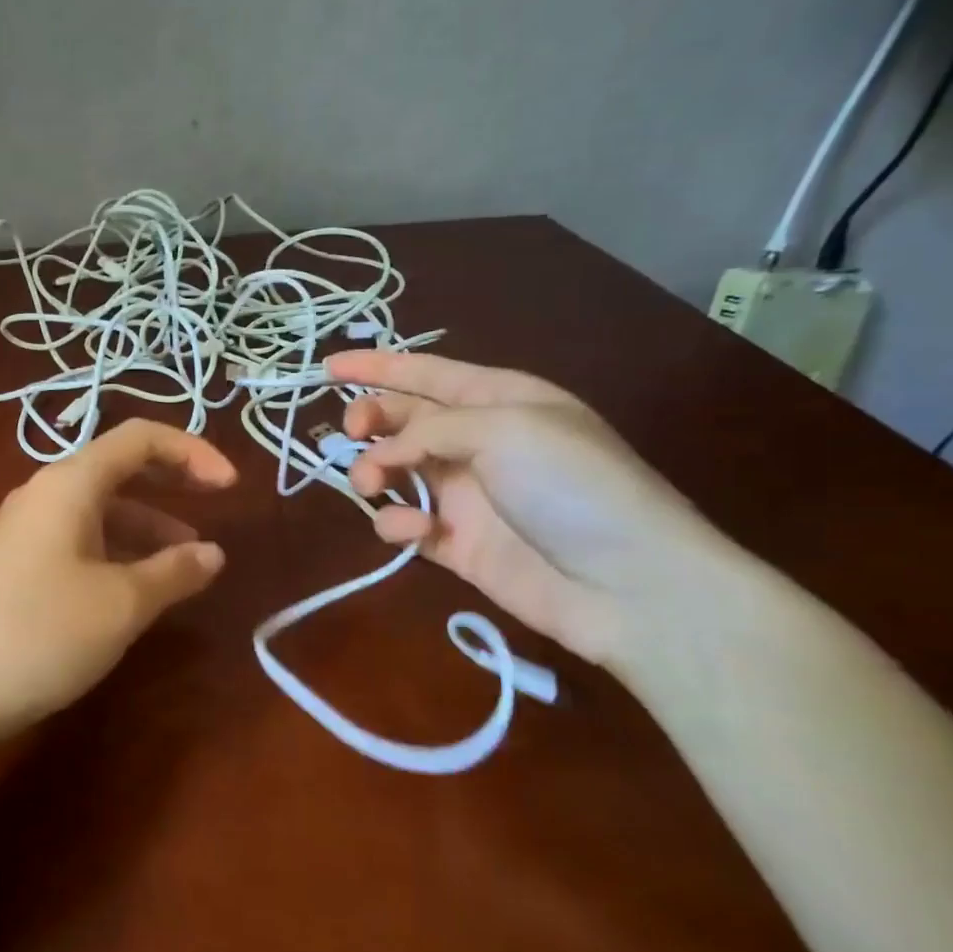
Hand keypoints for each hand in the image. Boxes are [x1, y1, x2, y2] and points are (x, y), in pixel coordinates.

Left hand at [0, 419, 236, 737]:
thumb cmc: (39, 633)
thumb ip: (173, 572)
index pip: (139, 439)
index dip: (192, 452)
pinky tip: (137, 588)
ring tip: (187, 562)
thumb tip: (212, 553)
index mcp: (69, 484)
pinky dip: (118, 552)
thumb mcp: (120, 604)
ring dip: (148, 525)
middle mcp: (45, 495)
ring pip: (101, 510)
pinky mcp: (17, 566)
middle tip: (217, 504)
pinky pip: (80, 541)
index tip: (233, 487)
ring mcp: (26, 531)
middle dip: (172, 482)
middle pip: (119, 468)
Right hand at [328, 351, 733, 664]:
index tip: (326, 367)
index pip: (426, 373)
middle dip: (370, 420)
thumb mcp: (505, 429)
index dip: (376, 366)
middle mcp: (478, 442)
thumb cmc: (572, 486)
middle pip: (403, 420)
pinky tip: (415, 531)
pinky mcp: (455, 543)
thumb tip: (381, 454)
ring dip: (373, 472)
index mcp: (499, 400)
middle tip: (352, 434)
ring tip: (371, 484)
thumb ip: (429, 428)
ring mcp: (465, 495)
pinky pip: (405, 523)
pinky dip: (398, 524)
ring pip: (394, 471)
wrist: (626, 585)